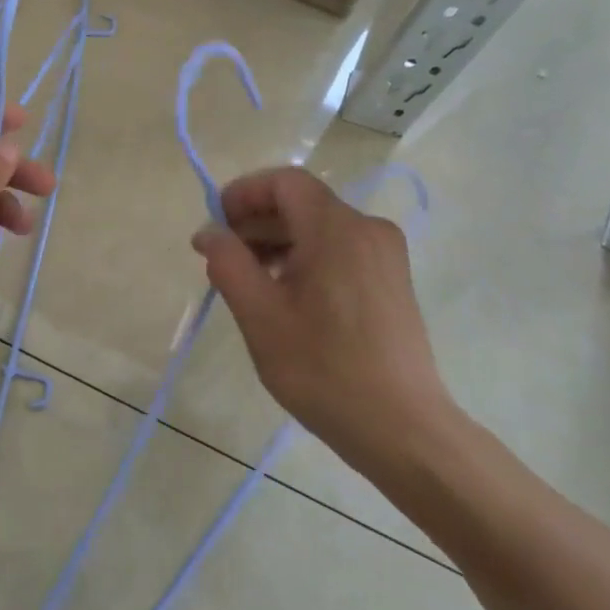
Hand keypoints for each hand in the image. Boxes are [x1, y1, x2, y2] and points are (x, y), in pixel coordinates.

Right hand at [191, 167, 460, 485]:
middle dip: (255, 222)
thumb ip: (227, 262)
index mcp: (337, 229)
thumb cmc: (322, 368)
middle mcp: (367, 229)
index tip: (215, 226)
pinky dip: (304, 259)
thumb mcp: (259, 314)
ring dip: (277, 243)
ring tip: (248, 283)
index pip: (284, 181)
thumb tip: (209, 232)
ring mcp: (385, 255)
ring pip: (318, 228)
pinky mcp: (390, 281)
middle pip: (301, 203)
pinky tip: (285, 297)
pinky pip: (338, 251)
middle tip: (221, 260)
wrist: (400, 427)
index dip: (243, 193)